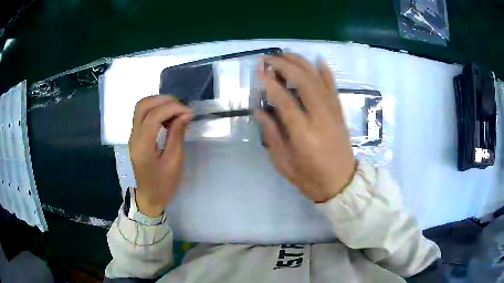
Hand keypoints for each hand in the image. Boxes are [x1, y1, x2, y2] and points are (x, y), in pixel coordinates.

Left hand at [129, 95, 191, 216]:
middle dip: (163, 100)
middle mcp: (134, 137)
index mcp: (143, 146)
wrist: (149, 197)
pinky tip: (168, 118)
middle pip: (142, 105)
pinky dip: (155, 110)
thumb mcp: (174, 162)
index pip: (153, 116)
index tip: (188, 112)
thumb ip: (177, 135)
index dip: (172, 108)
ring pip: (141, 107)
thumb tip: (185, 114)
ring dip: (158, 103)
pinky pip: (142, 115)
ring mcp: (132, 136)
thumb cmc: (163, 184)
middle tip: (180, 107)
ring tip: (176, 111)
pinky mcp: (135, 136)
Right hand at [255, 54, 355, 202]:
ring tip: (286, 54)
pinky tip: (317, 60)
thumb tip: (259, 110)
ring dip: (302, 63)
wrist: (341, 183)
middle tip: (269, 58)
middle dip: (285, 65)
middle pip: (304, 82)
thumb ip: (271, 134)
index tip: (260, 71)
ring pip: (318, 80)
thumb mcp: (283, 162)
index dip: (270, 83)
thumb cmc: (310, 178)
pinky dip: (326, 72)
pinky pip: (333, 87)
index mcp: (303, 135)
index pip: (285, 101)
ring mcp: (333, 113)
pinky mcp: (340, 113)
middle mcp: (320, 118)